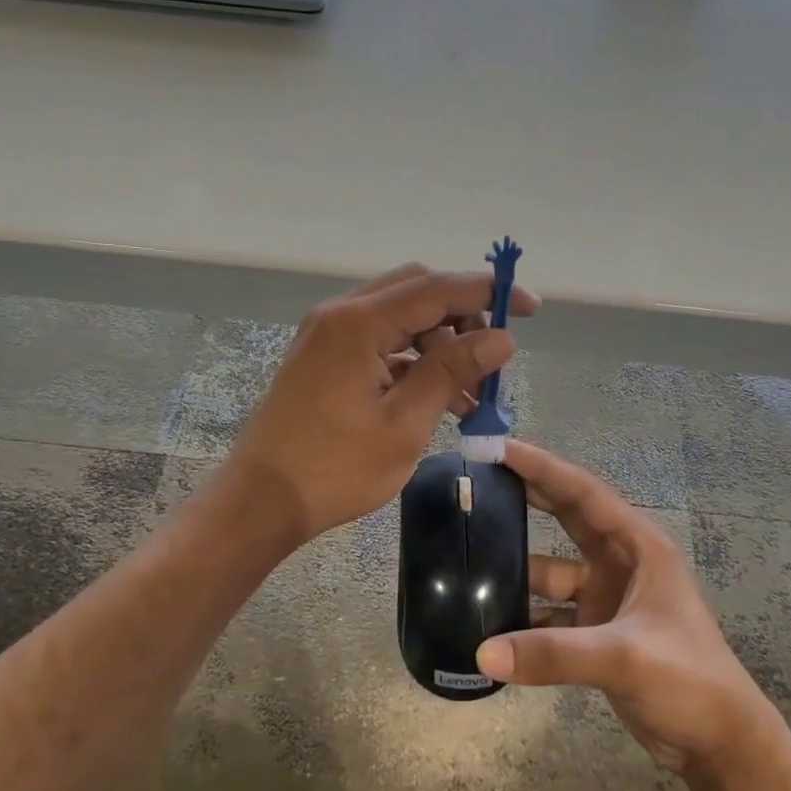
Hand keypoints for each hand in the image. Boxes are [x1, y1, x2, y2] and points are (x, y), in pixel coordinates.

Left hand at [225, 264, 539, 545]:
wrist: (260, 501)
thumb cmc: (334, 469)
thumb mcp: (405, 423)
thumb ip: (452, 371)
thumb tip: (501, 338)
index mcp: (358, 323)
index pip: (437, 289)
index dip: (488, 293)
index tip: (529, 308)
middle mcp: (340, 315)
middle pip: (416, 292)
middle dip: (462, 316)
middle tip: (494, 353)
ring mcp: (327, 335)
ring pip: (398, 317)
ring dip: (439, 342)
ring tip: (473, 391)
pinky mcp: (323, 358)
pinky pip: (378, 342)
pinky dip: (412, 359)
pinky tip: (439, 396)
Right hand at [475, 440, 777, 779]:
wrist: (721, 744)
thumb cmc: (688, 680)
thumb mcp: (624, 657)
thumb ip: (552, 654)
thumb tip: (482, 653)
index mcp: (638, 547)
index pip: (583, 493)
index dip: (542, 467)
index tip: (499, 448)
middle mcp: (620, 563)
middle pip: (566, 518)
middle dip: (526, 497)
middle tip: (479, 479)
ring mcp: (607, 598)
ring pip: (552, 571)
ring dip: (517, 568)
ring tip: (469, 556)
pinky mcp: (596, 632)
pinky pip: (550, 612)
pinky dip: (523, 615)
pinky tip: (488, 620)